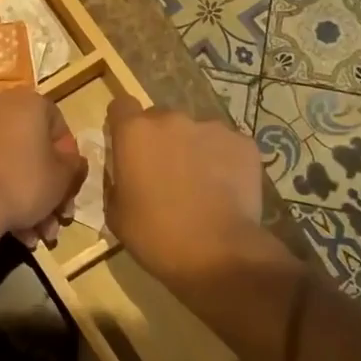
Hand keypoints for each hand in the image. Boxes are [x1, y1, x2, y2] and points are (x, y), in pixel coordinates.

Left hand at [0, 89, 87, 245]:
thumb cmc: (24, 182)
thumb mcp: (63, 177)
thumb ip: (74, 165)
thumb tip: (72, 162)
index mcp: (28, 102)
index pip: (58, 125)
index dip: (68, 159)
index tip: (68, 185)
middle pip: (31, 149)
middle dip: (46, 188)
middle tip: (53, 219)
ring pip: (7, 163)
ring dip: (24, 199)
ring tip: (32, 234)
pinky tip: (9, 226)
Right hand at [104, 94, 267, 290]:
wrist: (219, 254)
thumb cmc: (156, 235)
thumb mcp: (116, 213)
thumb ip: (117, 181)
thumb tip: (126, 174)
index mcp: (134, 132)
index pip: (121, 106)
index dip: (122, 125)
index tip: (126, 147)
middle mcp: (171, 119)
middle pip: (160, 120)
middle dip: (159, 140)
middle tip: (164, 175)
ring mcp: (211, 128)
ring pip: (195, 132)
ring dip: (192, 150)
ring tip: (200, 185)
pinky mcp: (243, 143)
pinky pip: (225, 146)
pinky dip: (222, 161)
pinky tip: (224, 190)